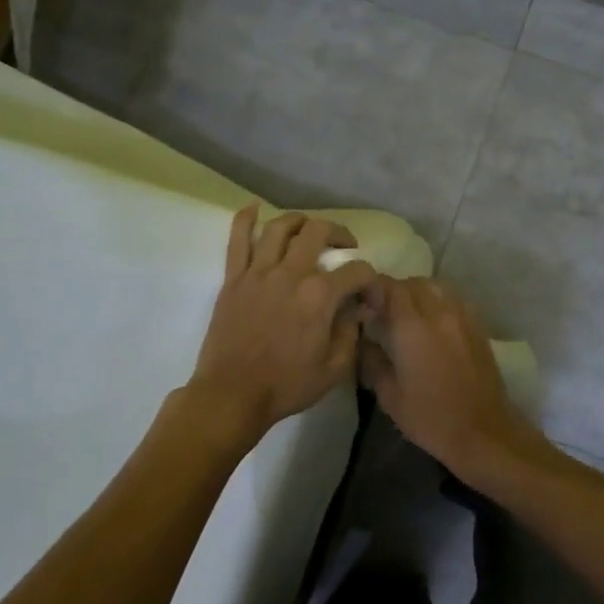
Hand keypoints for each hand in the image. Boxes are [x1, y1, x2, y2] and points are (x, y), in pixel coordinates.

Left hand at [185, 205, 377, 443]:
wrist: (232, 395)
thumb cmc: (286, 386)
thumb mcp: (334, 368)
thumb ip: (350, 333)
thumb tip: (357, 309)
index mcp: (320, 296)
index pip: (357, 270)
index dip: (370, 278)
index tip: (368, 292)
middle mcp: (291, 274)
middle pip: (318, 232)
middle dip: (338, 233)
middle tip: (343, 246)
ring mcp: (259, 272)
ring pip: (280, 227)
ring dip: (299, 220)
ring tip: (307, 228)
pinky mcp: (234, 279)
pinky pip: (237, 239)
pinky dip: (245, 219)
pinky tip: (254, 209)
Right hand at [359, 277, 529, 478]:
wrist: (483, 432)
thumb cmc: (431, 418)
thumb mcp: (389, 395)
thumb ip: (372, 360)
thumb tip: (363, 339)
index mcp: (413, 326)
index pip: (389, 287)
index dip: (373, 288)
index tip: (362, 302)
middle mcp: (439, 312)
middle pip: (413, 283)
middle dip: (394, 290)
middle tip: (382, 310)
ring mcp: (463, 317)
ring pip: (436, 287)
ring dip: (418, 293)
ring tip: (407, 315)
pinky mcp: (478, 326)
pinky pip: (453, 300)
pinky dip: (438, 302)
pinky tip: (432, 324)